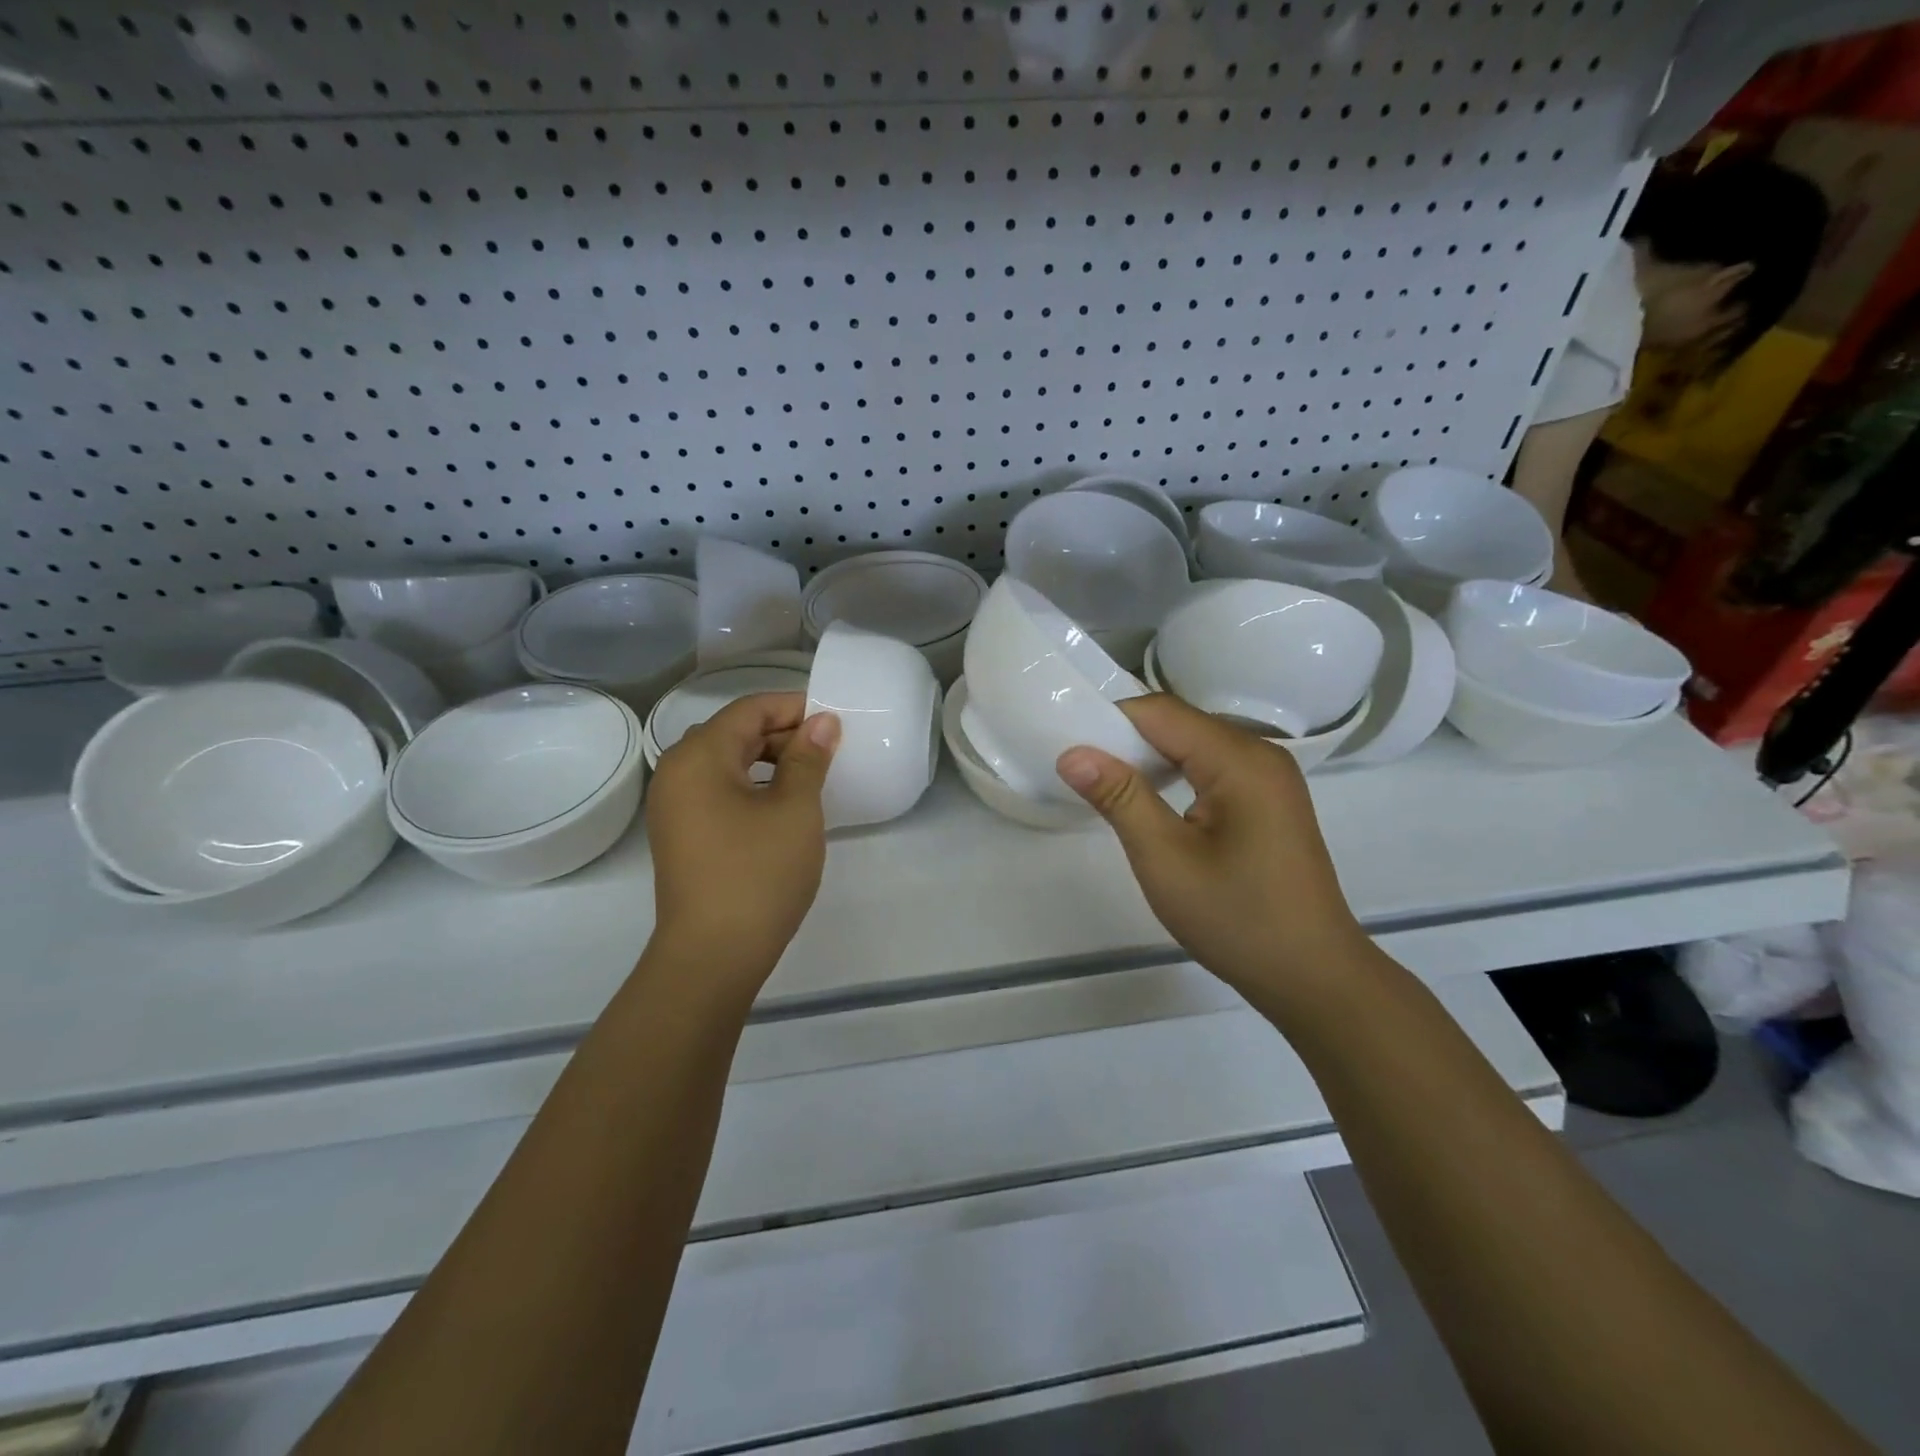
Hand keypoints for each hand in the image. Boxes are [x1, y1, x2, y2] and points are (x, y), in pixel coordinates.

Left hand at [645, 693, 840, 985]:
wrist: (712, 955)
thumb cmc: (758, 874)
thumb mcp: (795, 810)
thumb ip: (808, 758)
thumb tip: (822, 722)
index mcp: (699, 757)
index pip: (748, 710)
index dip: (793, 707)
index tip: (833, 719)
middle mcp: (676, 772)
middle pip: (734, 733)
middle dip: (782, 733)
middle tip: (828, 748)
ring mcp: (673, 806)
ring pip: (726, 763)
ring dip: (768, 760)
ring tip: (810, 774)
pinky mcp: (681, 834)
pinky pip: (718, 790)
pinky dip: (752, 785)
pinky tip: (782, 804)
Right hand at [1056, 694, 1365, 1000]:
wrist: (1312, 975)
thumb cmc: (1237, 919)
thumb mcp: (1165, 860)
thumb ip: (1120, 798)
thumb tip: (1073, 754)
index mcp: (1240, 760)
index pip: (1161, 712)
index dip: (1110, 722)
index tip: (1068, 746)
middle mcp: (1260, 753)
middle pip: (1180, 724)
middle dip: (1127, 740)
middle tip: (1080, 771)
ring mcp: (1270, 777)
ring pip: (1195, 744)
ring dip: (1149, 758)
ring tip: (1108, 787)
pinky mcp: (1269, 800)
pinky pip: (1213, 767)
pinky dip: (1176, 774)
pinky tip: (1152, 802)